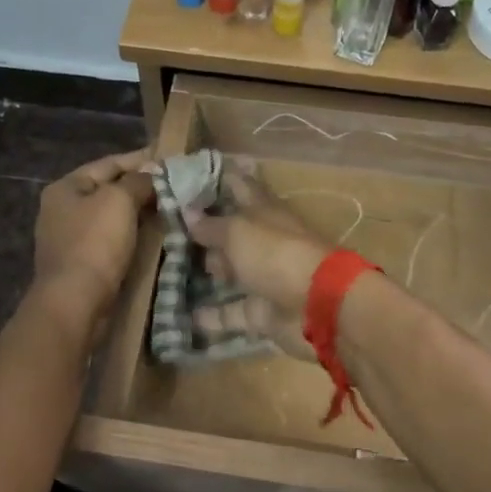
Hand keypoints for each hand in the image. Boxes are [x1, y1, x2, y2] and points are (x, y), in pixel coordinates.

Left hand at [32, 149, 154, 337]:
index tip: (169, 160)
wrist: (75, 302)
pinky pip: (112, 241)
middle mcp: (63, 209)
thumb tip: (151, 176)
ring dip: (139, 214)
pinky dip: (133, 236)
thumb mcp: (119, 200)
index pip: (108, 163)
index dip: (140, 159)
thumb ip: (138, 181)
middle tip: (175, 186)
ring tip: (171, 209)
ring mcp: (71, 238)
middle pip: (109, 190)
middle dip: (141, 188)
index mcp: (66, 188)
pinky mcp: (83, 263)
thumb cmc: (95, 244)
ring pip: (112, 217)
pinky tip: (155, 237)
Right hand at [183, 163, 334, 357]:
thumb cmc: (276, 254)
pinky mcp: (262, 312)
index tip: (192, 174)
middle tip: (172, 229)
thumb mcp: (238, 232)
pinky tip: (186, 317)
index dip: (221, 179)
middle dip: (208, 231)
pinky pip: (232, 313)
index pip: (241, 186)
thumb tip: (188, 212)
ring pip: (233, 272)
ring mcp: (265, 278)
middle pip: (234, 233)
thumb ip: (211, 225)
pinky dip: (213, 316)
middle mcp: (264, 242)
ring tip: (173, 271)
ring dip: (211, 272)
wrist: (317, 306)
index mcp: (264, 212)